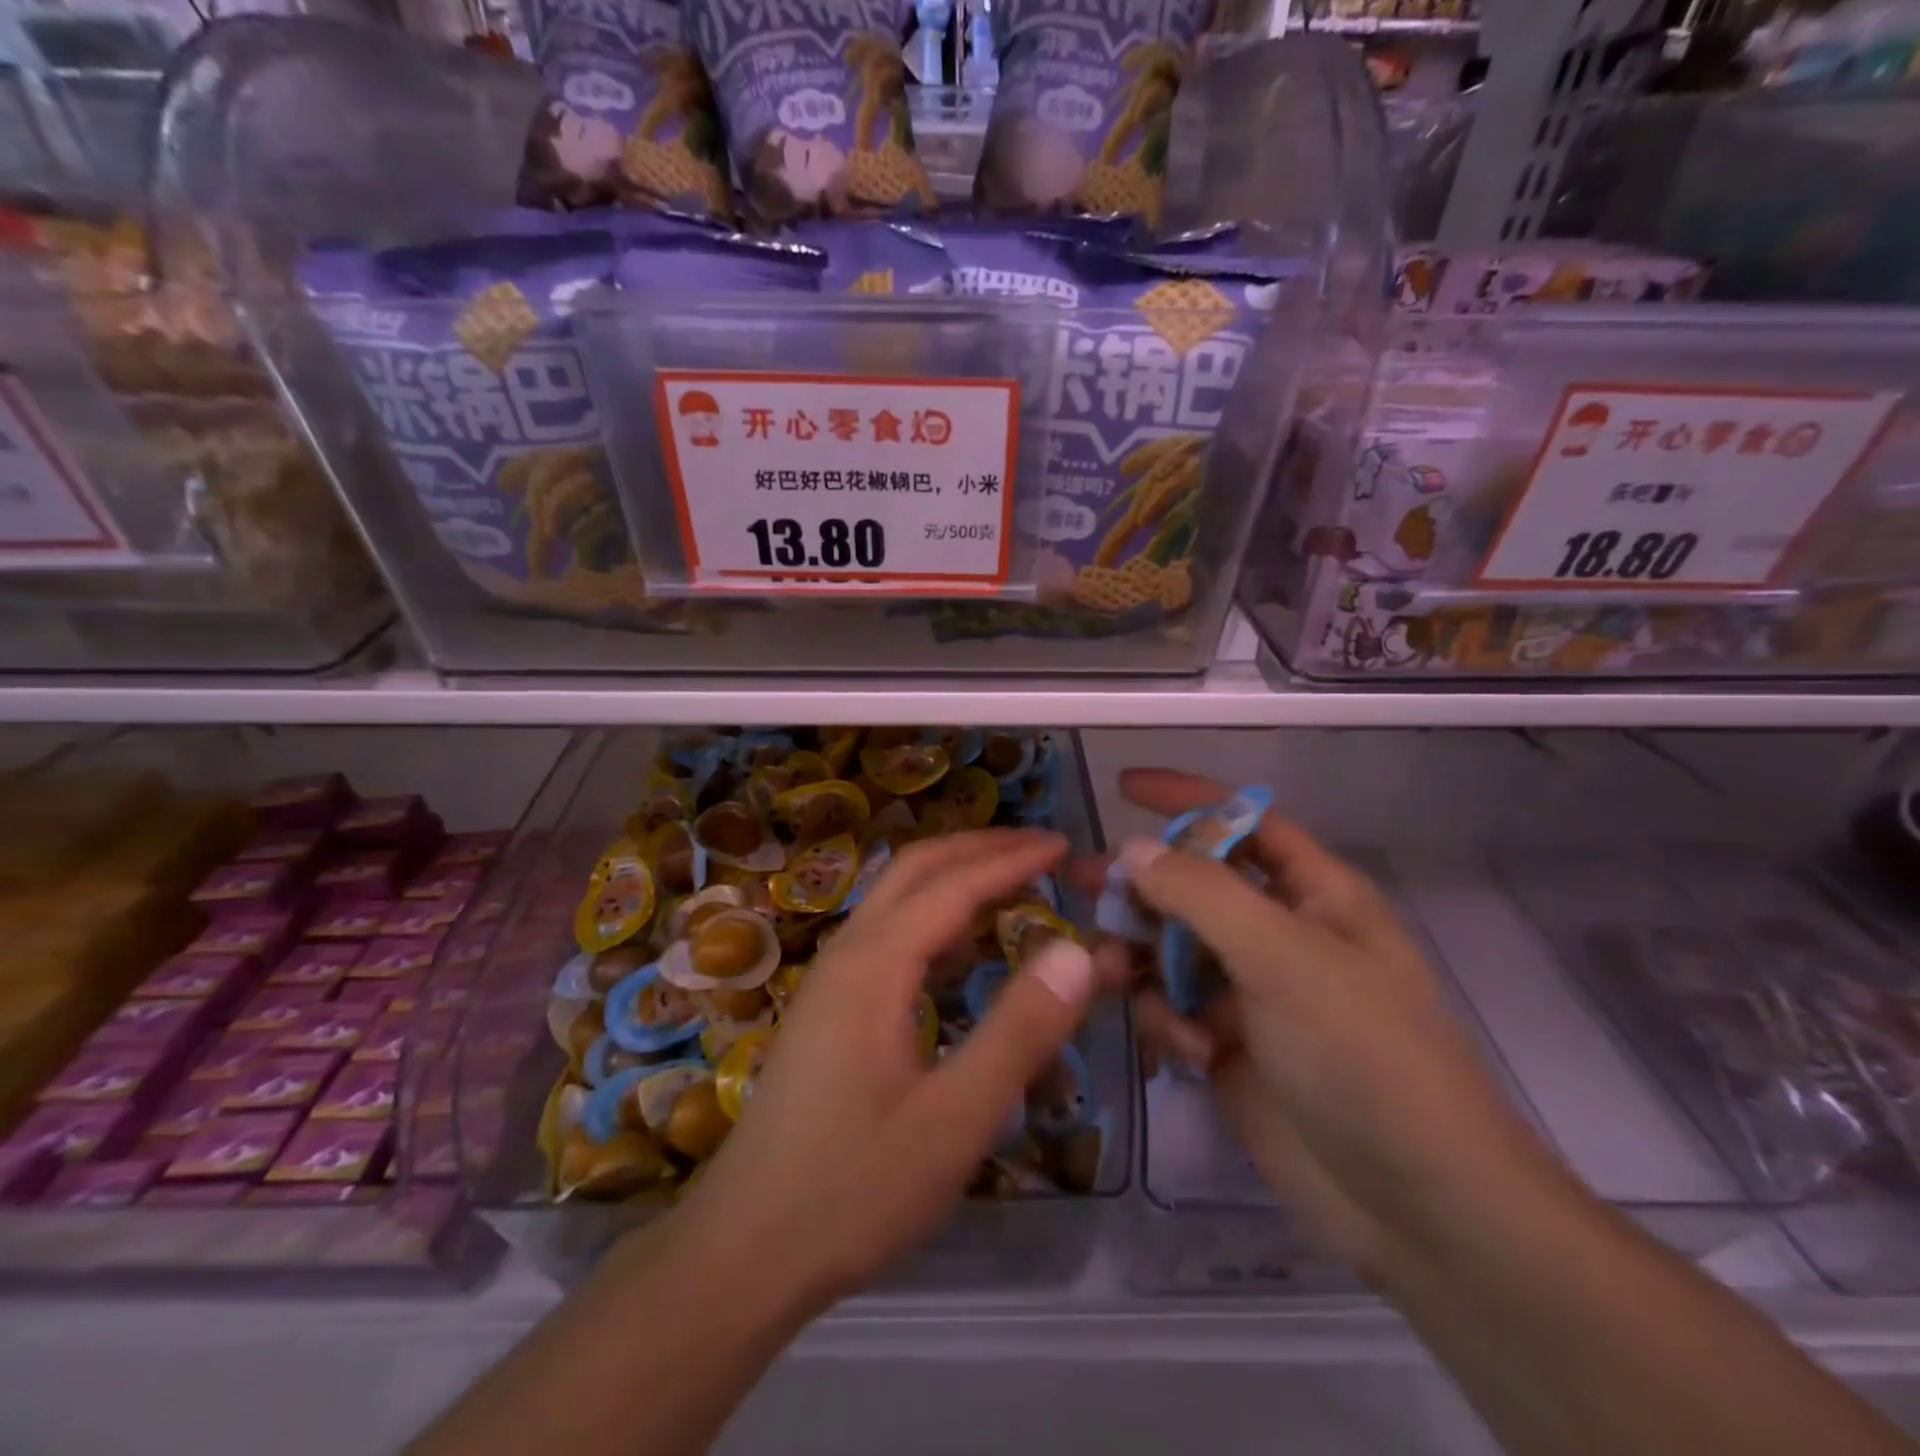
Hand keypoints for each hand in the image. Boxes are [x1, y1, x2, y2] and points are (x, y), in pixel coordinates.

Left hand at [672, 828, 1094, 1312]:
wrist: (743, 1249)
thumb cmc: (853, 1188)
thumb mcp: (954, 1121)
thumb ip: (1020, 1032)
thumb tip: (1078, 952)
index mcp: (874, 965)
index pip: (953, 885)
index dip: (1011, 860)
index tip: (1064, 847)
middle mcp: (847, 954)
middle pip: (915, 870)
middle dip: (979, 849)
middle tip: (1041, 851)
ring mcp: (830, 980)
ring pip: (895, 899)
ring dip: (954, 878)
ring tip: (1012, 887)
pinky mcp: (827, 1009)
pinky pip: (886, 935)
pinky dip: (933, 918)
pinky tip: (962, 952)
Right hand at [1086, 770, 1554, 1280]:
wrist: (1415, 1206)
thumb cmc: (1362, 1055)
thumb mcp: (1284, 958)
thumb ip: (1202, 895)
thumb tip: (1131, 851)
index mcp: (1315, 897)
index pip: (1245, 823)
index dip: (1187, 800)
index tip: (1123, 786)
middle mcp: (1280, 936)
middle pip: (1193, 887)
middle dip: (1140, 885)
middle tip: (1082, 883)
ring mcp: (1251, 994)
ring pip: (1170, 948)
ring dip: (1137, 956)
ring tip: (1106, 973)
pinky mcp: (1227, 1046)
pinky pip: (1172, 1009)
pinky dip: (1166, 1020)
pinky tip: (1186, 1051)